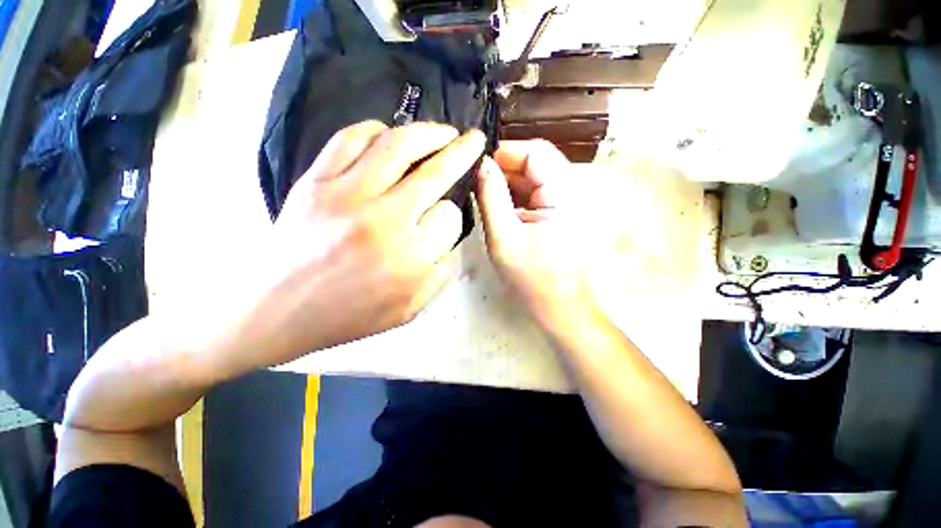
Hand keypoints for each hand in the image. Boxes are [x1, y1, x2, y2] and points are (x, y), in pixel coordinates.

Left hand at [201, 121, 484, 375]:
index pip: (450, 217)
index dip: (453, 216)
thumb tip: (447, 240)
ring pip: (397, 144)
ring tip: (443, 131)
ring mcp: (346, 195)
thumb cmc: (347, 317)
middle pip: (435, 172)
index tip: (444, 220)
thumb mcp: (408, 310)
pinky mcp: (315, 182)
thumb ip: (439, 275)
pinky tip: (388, 137)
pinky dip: (376, 130)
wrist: (274, 313)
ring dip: (428, 132)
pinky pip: (350, 139)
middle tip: (475, 139)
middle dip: (463, 151)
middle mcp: (384, 220)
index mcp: (410, 258)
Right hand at [475, 140, 601, 319]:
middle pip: (533, 162)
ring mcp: (564, 200)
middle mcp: (570, 189)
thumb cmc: (532, 278)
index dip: (504, 152)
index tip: (476, 163)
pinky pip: (531, 192)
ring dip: (505, 182)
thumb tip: (479, 164)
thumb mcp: (503, 237)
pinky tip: (495, 205)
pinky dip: (512, 195)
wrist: (559, 305)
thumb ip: (490, 197)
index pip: (535, 152)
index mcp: (564, 193)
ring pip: (530, 177)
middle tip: (473, 180)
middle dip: (502, 168)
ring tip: (480, 193)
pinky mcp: (556, 211)